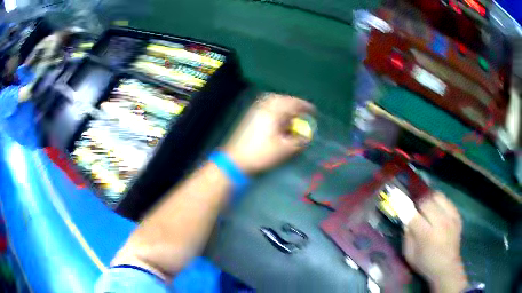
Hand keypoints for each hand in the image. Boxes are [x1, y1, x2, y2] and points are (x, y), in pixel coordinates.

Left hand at [224, 93, 314, 173]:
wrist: (236, 160)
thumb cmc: (262, 154)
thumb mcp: (285, 150)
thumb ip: (300, 141)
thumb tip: (307, 136)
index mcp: (273, 112)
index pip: (293, 103)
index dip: (305, 106)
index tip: (314, 112)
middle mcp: (263, 106)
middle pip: (282, 98)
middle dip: (294, 104)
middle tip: (302, 112)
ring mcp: (254, 110)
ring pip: (273, 101)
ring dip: (284, 105)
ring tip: (291, 115)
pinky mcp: (249, 116)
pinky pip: (266, 106)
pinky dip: (275, 109)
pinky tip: (277, 119)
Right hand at [403, 192, 467, 292]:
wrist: (447, 267)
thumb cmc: (425, 263)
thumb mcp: (410, 255)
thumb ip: (407, 236)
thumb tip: (406, 220)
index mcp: (426, 236)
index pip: (413, 215)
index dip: (406, 209)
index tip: (400, 205)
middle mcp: (440, 223)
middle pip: (426, 202)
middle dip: (418, 204)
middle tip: (415, 209)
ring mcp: (451, 218)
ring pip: (438, 196)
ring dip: (429, 200)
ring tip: (426, 206)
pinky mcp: (457, 216)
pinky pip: (447, 201)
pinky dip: (439, 202)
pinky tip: (437, 209)